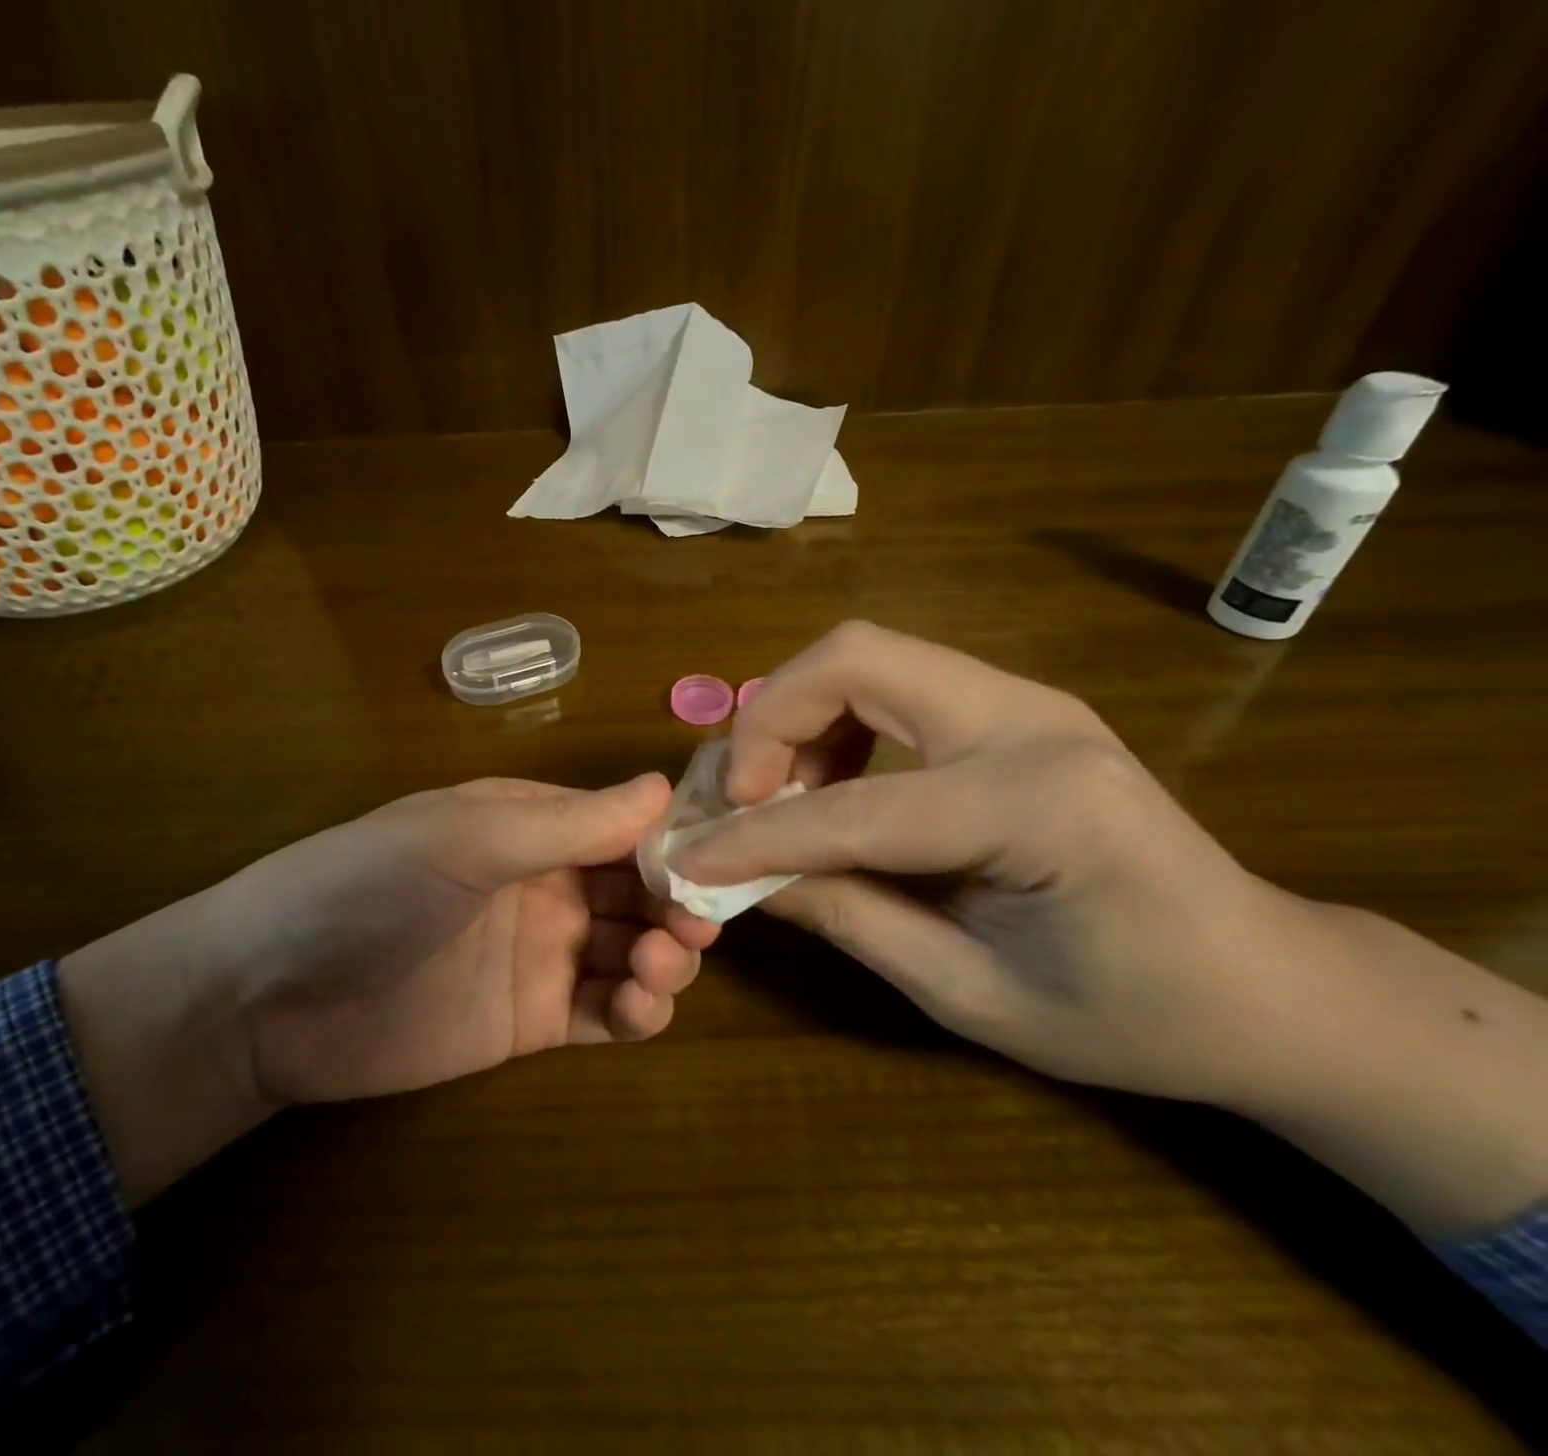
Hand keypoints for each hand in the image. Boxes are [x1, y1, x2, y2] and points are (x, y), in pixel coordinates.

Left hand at [60, 773, 717, 1202]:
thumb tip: (664, 787)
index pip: (623, 826)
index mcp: (530, 826)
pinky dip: (636, 1011)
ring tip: (657, 968)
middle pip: (636, 890)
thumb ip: (567, 822)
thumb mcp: (467, 838)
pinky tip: (638, 1006)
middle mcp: (544, 883)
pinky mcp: (530, 1021)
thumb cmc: (368, 886)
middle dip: (674, 904)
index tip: (716, 861)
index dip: (671, 842)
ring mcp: (540, 954)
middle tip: (694, 927)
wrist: (272, 995)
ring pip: (630, 950)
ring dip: (663, 958)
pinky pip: (603, 1012)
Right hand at [676, 621, 1324, 1109]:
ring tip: (778, 795)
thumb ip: (848, 916)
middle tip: (738, 795)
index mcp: (1037, 804)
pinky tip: (828, 784)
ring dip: (796, 715)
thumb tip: (740, 875)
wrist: (1264, 981)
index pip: (854, 807)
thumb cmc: (1132, 1015)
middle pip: (854, 657)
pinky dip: (833, 722)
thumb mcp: (970, 993)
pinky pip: (889, 682)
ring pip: (865, 656)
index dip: (755, 835)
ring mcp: (1024, 701)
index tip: (688, 859)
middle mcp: (1029, 721)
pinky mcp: (1010, 708)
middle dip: (768, 719)